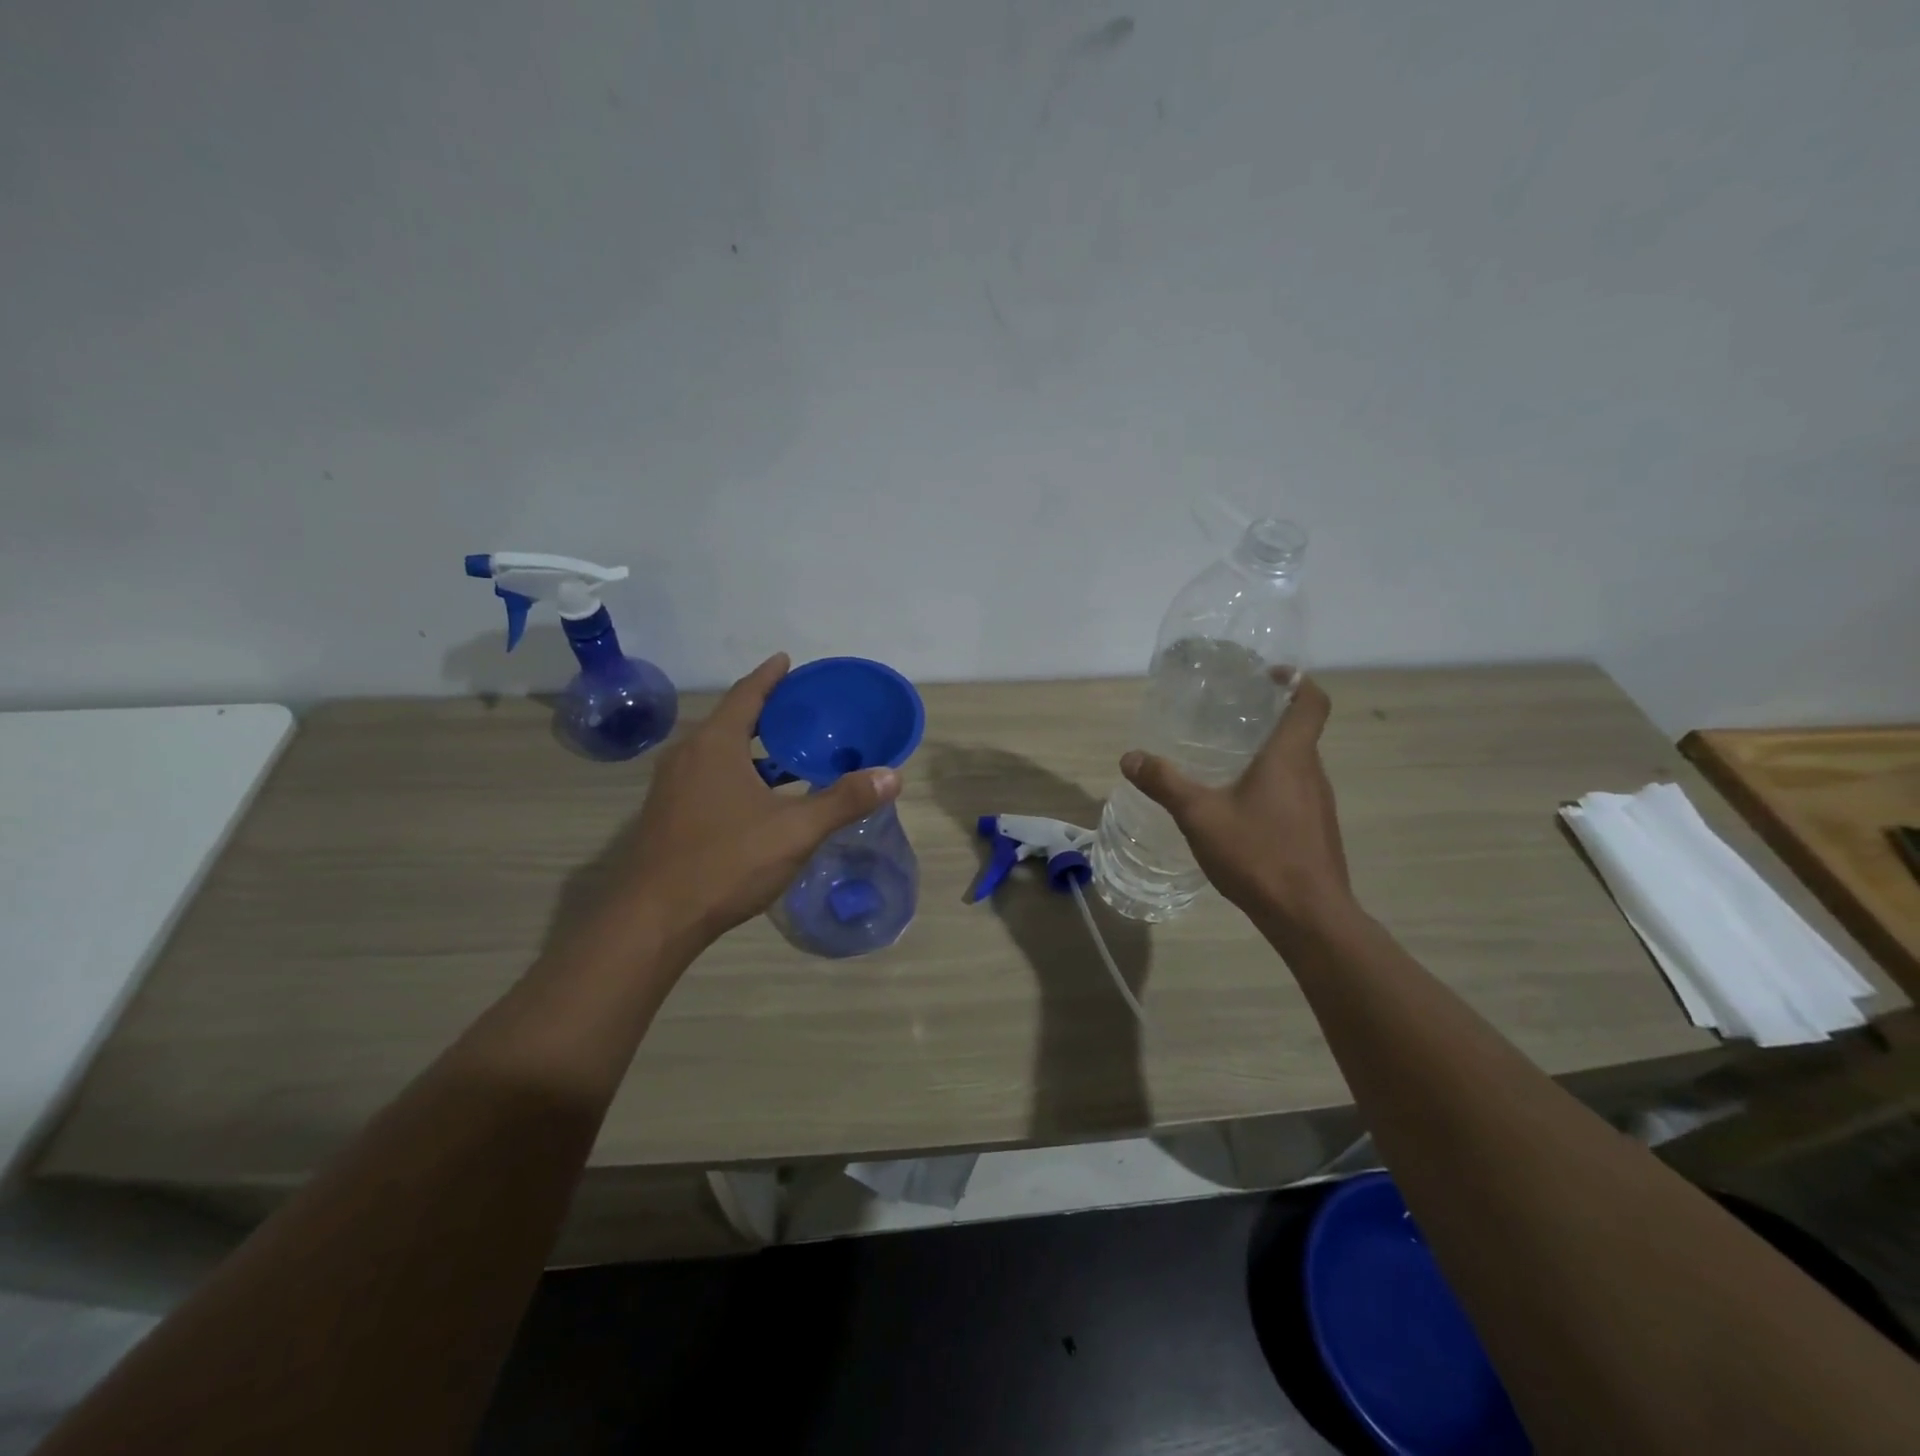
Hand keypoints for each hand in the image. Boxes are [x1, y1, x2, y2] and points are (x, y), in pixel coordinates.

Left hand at [606, 653, 901, 948]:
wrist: (653, 919)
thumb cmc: (726, 862)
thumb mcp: (795, 830)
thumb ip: (844, 801)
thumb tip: (892, 776)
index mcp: (715, 745)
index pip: (746, 695)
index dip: (770, 676)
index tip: (787, 660)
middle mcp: (687, 756)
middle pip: (731, 721)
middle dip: (765, 712)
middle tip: (801, 709)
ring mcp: (672, 787)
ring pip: (718, 753)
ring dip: (752, 747)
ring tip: (789, 751)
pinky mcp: (668, 815)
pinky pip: (708, 777)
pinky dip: (738, 772)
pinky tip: (760, 797)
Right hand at [1119, 676, 1351, 932]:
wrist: (1309, 916)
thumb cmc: (1258, 854)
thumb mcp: (1200, 816)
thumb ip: (1165, 783)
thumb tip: (1130, 757)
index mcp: (1291, 757)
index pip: (1312, 702)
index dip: (1297, 681)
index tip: (1268, 675)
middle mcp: (1313, 773)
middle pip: (1300, 732)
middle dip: (1269, 719)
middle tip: (1228, 718)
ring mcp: (1320, 805)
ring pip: (1297, 766)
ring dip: (1269, 755)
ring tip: (1228, 762)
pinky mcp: (1317, 831)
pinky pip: (1296, 793)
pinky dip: (1272, 787)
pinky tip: (1240, 810)